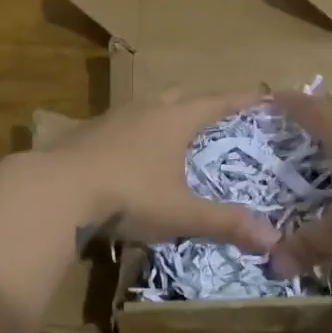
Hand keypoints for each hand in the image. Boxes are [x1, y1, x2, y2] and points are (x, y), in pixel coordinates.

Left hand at [40, 89, 279, 254]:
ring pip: (148, 104)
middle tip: (216, 116)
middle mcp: (147, 108)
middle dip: (201, 102)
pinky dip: (136, 130)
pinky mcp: (87, 131)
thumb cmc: (129, 195)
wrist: (57, 190)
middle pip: (181, 94)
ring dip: (165, 112)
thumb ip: (226, 223)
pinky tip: (131, 153)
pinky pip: (122, 121)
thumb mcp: (182, 214)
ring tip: (174, 132)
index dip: (242, 98)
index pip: (218, 102)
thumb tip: (274, 240)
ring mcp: (114, 116)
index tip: (263, 92)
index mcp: (175, 119)